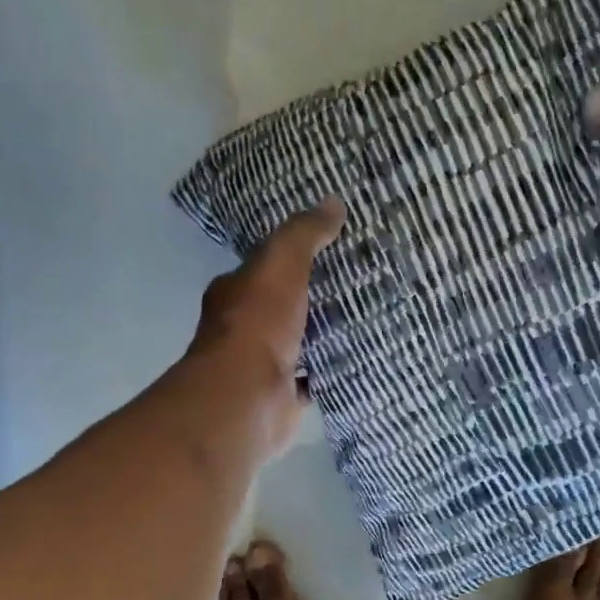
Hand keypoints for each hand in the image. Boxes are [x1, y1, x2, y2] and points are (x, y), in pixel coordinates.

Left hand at [188, 198, 345, 456]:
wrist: (249, 396)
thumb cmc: (258, 324)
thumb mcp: (281, 264)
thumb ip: (303, 234)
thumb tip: (333, 203)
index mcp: (235, 293)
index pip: (263, 269)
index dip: (291, 258)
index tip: (328, 249)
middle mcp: (244, 329)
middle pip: (283, 307)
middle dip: (312, 298)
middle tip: (357, 283)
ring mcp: (263, 366)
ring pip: (298, 344)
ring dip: (322, 336)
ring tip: (364, 319)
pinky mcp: (283, 397)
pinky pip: (312, 379)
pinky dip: (329, 372)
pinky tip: (357, 361)